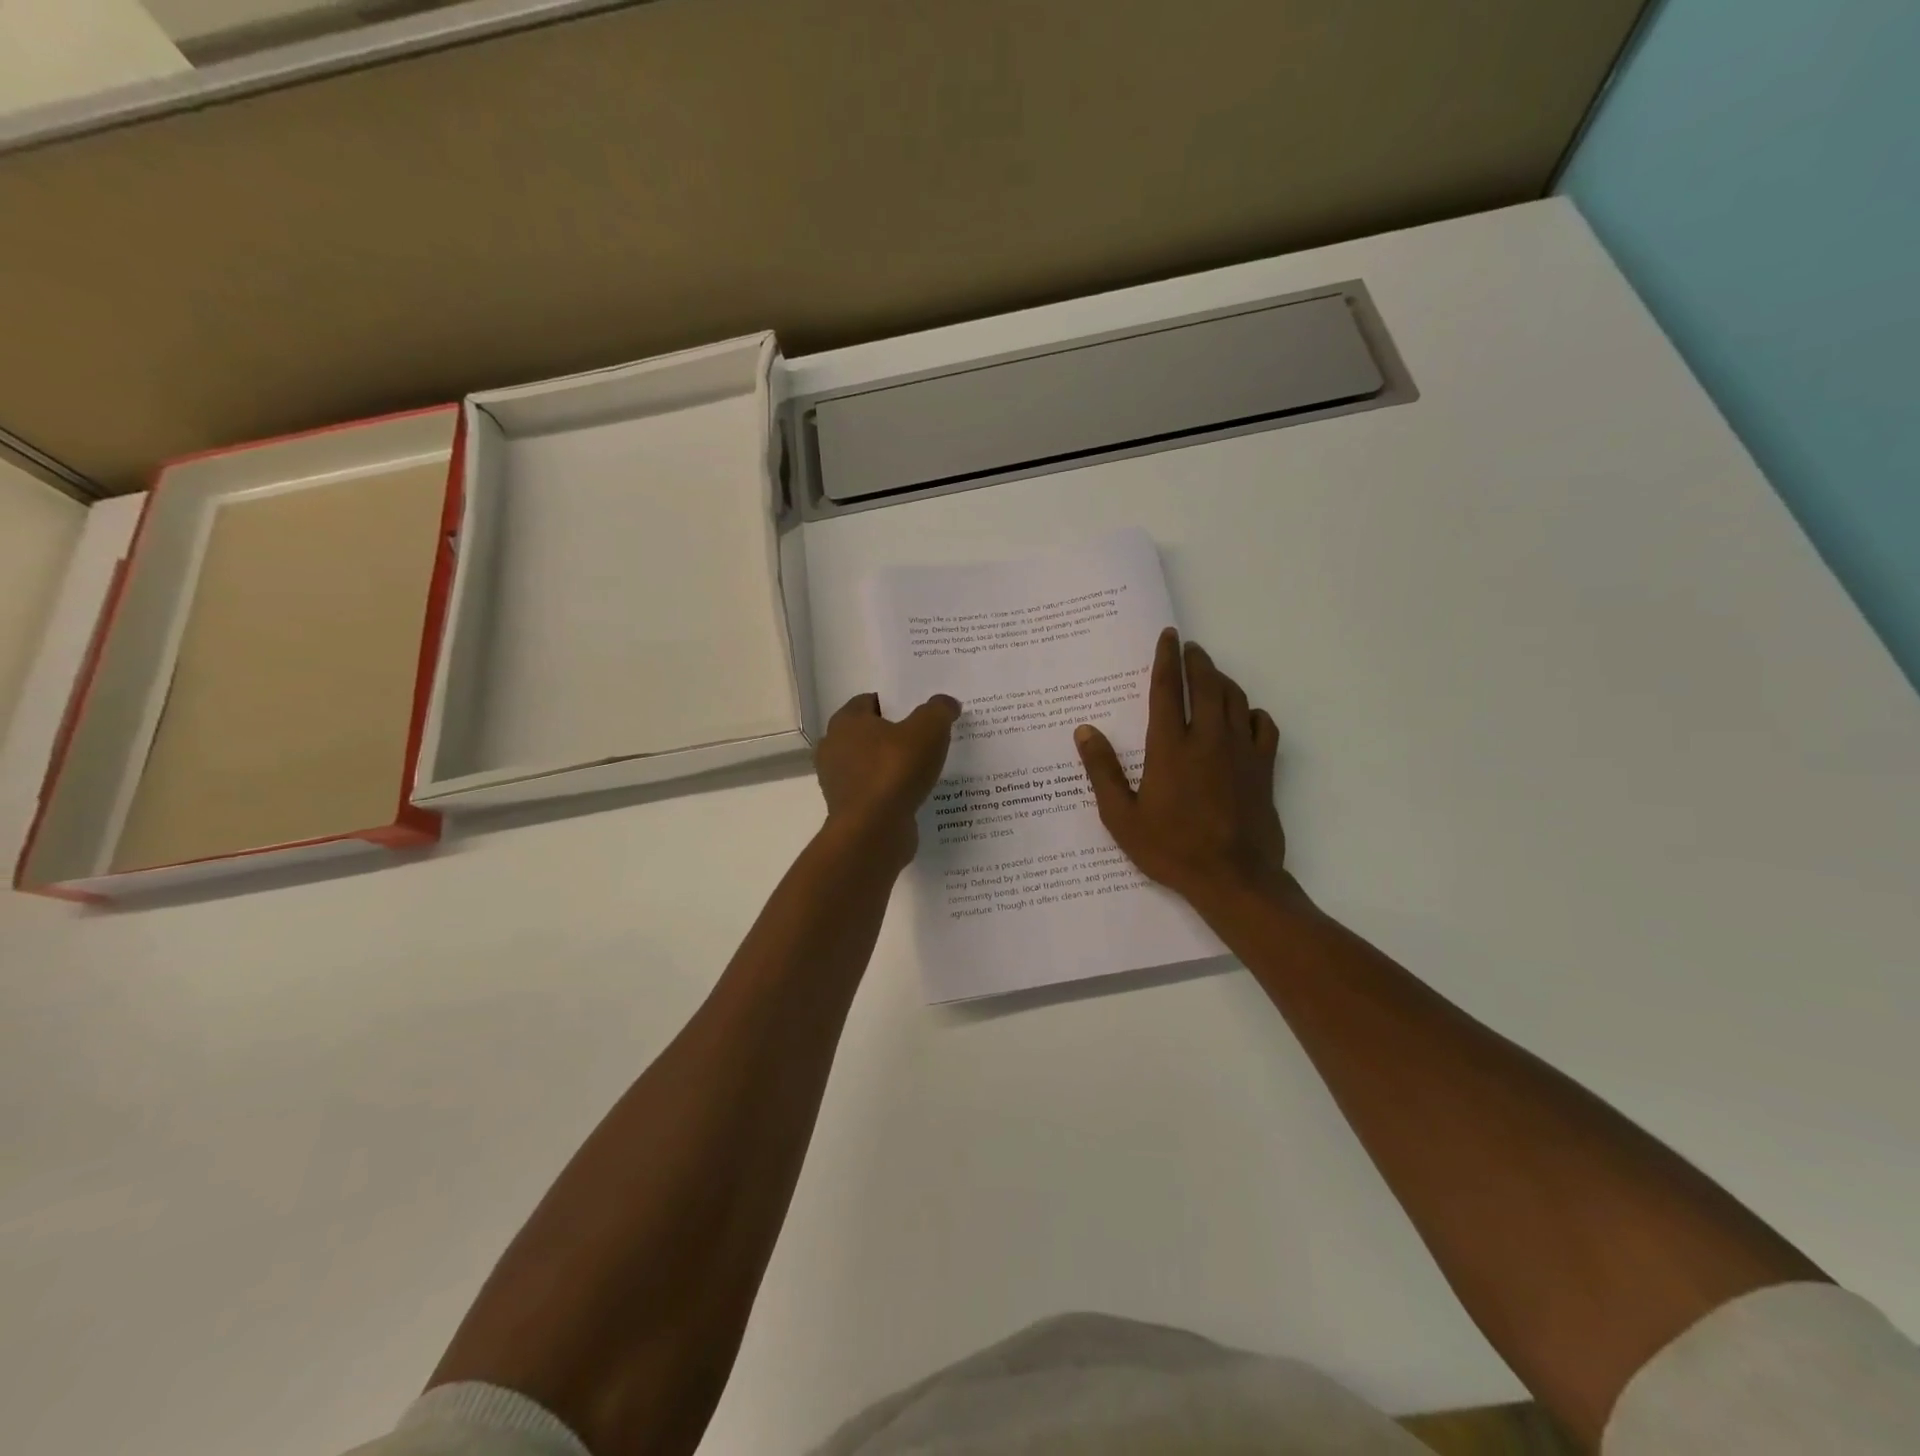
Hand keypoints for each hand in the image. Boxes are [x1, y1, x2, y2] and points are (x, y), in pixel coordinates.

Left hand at [815, 692, 961, 867]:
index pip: (870, 701)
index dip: (896, 704)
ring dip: (892, 766)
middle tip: (926, 739)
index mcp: (846, 721)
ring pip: (870, 764)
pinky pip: (874, 791)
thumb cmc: (895, 770)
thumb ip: (939, 711)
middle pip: (869, 733)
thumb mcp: (928, 730)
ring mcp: (838, 780)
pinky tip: (915, 795)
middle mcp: (834, 747)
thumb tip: (947, 703)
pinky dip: (891, 791)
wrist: (873, 830)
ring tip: (925, 769)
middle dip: (894, 735)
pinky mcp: (848, 808)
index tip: (921, 714)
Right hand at [1073, 628, 1292, 909]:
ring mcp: (1241, 752)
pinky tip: (1245, 716)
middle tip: (1190, 648)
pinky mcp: (1264, 768)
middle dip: (1197, 660)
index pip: (1167, 689)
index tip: (1169, 636)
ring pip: (1236, 699)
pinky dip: (1253, 712)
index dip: (1166, 659)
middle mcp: (1208, 739)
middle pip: (1206, 685)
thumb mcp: (1122, 817)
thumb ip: (1103, 771)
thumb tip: (1085, 731)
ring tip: (1210, 674)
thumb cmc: (1171, 849)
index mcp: (1170, 747)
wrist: (1234, 879)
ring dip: (1222, 680)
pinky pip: (1264, 726)